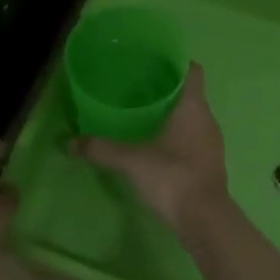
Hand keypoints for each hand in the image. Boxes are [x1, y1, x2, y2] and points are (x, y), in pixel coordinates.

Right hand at [73, 63, 229, 234]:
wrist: (204, 220)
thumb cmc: (173, 177)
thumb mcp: (131, 160)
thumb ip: (101, 149)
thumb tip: (69, 142)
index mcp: (193, 107)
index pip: (192, 71)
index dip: (176, 62)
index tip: (153, 60)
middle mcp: (207, 120)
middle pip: (189, 94)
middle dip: (166, 88)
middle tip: (136, 86)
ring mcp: (211, 143)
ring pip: (191, 117)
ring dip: (170, 114)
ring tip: (141, 113)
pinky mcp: (208, 163)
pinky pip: (191, 138)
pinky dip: (175, 135)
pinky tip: (153, 143)